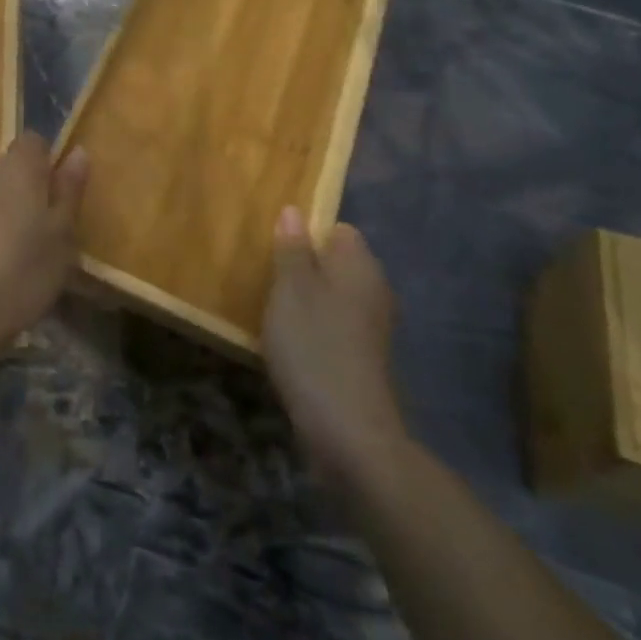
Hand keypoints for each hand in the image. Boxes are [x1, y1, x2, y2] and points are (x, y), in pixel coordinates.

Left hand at [0, 134, 88, 384]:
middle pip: (4, 167)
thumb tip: (77, 151)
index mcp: (18, 169)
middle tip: (32, 234)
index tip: (53, 200)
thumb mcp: (61, 239)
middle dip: (18, 190)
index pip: (34, 142)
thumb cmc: (21, 275)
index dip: (45, 165)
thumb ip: (69, 191)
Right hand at [263, 209, 409, 481]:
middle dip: (302, 267)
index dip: (306, 233)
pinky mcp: (363, 357)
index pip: (338, 230)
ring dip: (305, 300)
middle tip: (266, 278)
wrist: (347, 429)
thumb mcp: (291, 289)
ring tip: (271, 310)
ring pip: (333, 296)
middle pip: (335, 263)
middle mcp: (374, 290)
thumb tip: (295, 210)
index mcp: (360, 266)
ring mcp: (371, 327)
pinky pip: (334, 325)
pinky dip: (313, 328)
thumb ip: (292, 249)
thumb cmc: (314, 346)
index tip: (274, 248)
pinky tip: (290, 343)